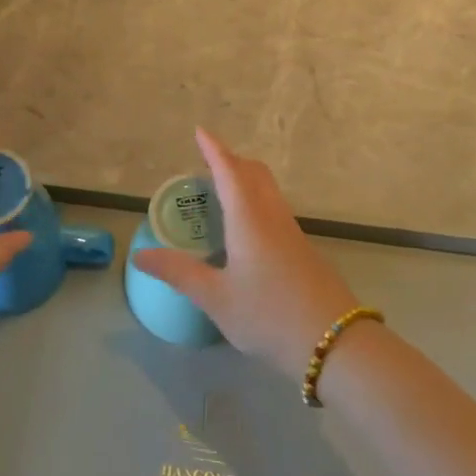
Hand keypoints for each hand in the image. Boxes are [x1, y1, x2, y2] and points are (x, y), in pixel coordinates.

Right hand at [131, 128, 360, 377]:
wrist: (334, 344)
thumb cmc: (269, 315)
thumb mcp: (216, 298)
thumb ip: (179, 272)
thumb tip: (141, 254)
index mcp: (248, 218)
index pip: (229, 171)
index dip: (213, 150)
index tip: (200, 131)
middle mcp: (272, 216)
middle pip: (254, 173)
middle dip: (231, 160)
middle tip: (207, 162)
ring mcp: (292, 232)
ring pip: (268, 190)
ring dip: (246, 179)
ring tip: (222, 190)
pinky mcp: (303, 250)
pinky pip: (275, 208)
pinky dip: (256, 200)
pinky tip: (246, 228)